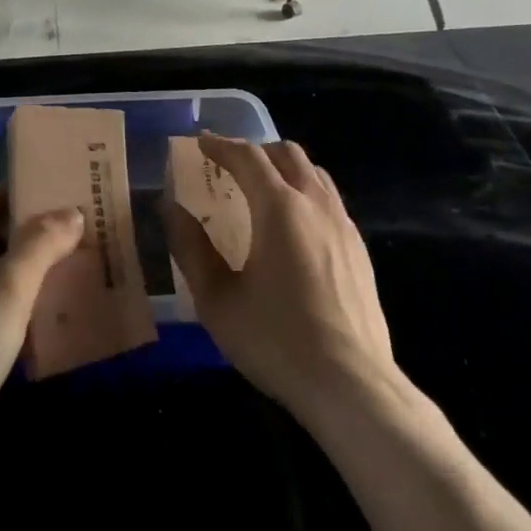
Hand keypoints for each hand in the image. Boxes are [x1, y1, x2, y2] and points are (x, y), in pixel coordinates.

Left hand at [0, 188, 83, 493]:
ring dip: (21, 275)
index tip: (52, 198)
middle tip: (68, 235)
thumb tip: (72, 213)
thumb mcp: (8, 286)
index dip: (11, 199)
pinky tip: (47, 317)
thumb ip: (42, 243)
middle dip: (22, 238)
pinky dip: (12, 310)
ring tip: (66, 270)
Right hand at [165, 134, 395, 424]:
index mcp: (279, 207)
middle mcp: (315, 204)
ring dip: (284, 169)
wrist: (352, 387)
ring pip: (314, 174)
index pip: (248, 156)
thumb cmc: (277, 341)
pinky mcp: (360, 250)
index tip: (200, 143)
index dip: (221, 145)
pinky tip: (295, 227)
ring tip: (262, 190)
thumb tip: (170, 207)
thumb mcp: (218, 300)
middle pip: (287, 153)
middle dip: (255, 151)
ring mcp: (344, 225)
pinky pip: (330, 201)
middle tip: (229, 166)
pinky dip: (306, 194)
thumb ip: (191, 248)